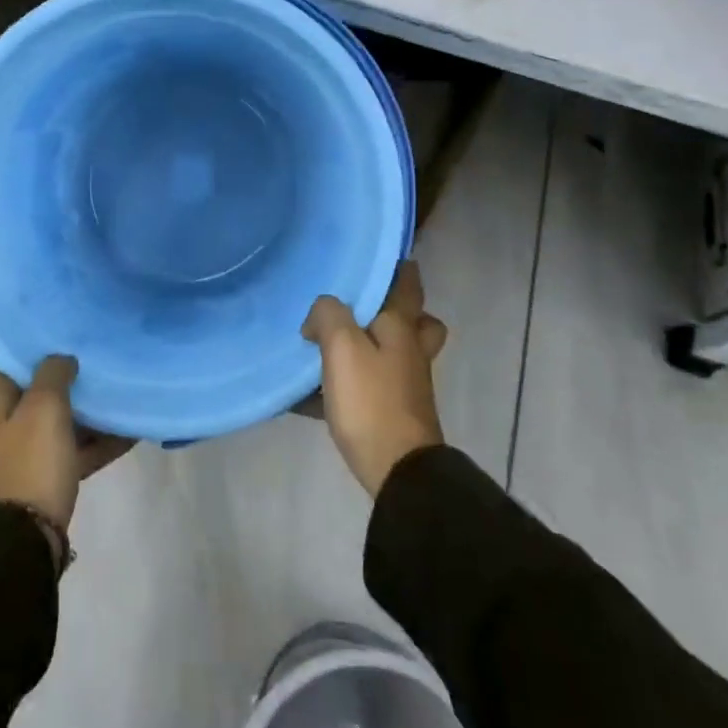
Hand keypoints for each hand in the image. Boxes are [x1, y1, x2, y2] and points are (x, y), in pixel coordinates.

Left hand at [0, 354, 133, 533]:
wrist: (27, 542)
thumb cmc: (30, 463)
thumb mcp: (43, 407)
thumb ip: (53, 373)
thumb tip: (61, 360)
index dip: (20, 338)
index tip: (49, 322)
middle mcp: (1, 425)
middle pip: (30, 388)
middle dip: (59, 370)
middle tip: (89, 348)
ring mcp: (23, 454)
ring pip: (55, 418)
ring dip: (83, 406)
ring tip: (114, 384)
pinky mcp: (44, 478)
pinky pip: (72, 450)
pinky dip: (95, 440)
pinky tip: (129, 430)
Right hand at [302, 261, 448, 496]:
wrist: (398, 471)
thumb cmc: (372, 400)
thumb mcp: (342, 347)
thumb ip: (328, 315)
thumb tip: (320, 315)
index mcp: (401, 328)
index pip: (408, 285)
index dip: (400, 268)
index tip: (383, 256)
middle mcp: (410, 352)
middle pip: (416, 323)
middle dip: (396, 311)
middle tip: (362, 307)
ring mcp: (405, 385)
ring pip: (392, 354)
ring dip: (369, 347)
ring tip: (328, 346)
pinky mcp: (392, 413)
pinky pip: (369, 387)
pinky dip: (348, 384)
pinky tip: (310, 393)